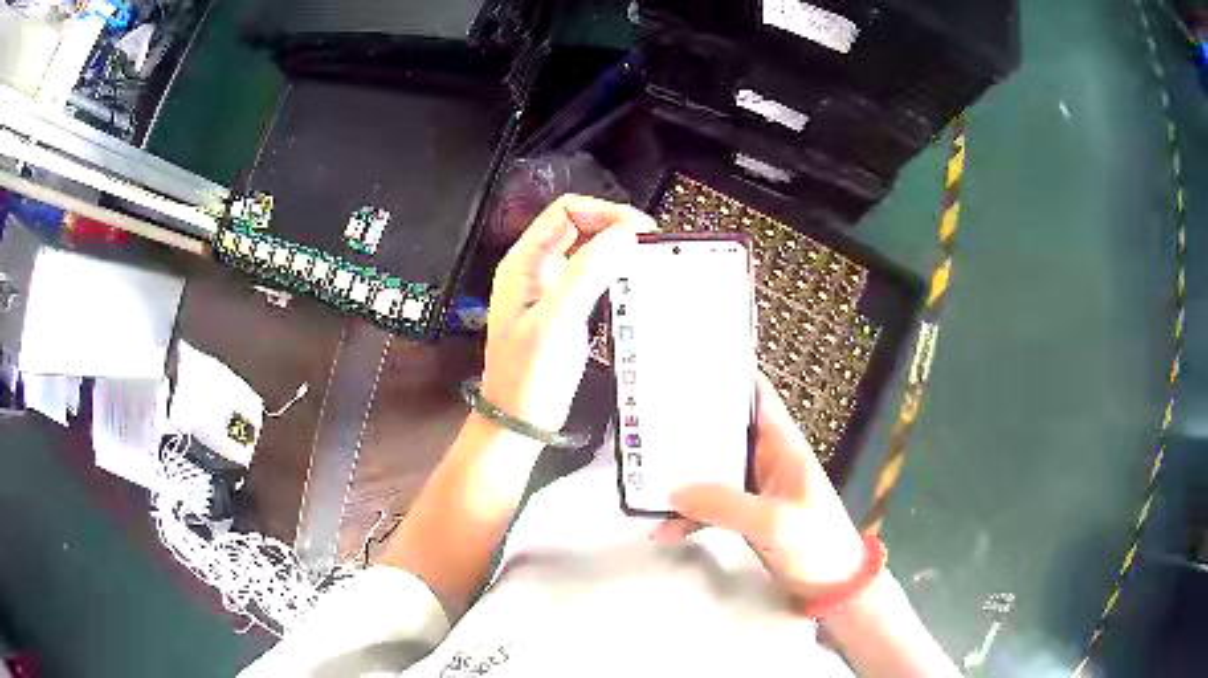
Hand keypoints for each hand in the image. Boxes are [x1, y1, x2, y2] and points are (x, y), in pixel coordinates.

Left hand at [482, 195, 652, 431]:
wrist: (519, 422)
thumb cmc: (529, 376)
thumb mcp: (555, 323)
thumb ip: (585, 275)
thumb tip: (623, 235)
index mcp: (524, 262)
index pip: (567, 212)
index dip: (604, 213)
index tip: (640, 232)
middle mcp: (536, 269)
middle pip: (579, 227)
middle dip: (614, 229)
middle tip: (649, 247)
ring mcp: (550, 289)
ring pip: (587, 252)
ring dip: (616, 251)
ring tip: (646, 262)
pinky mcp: (564, 310)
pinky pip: (592, 279)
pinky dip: (614, 275)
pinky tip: (633, 286)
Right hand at [654, 372, 864, 603]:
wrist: (829, 587)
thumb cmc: (817, 543)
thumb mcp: (775, 522)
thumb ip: (726, 504)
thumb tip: (673, 490)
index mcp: (783, 445)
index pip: (757, 396)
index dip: (729, 376)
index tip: (689, 364)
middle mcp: (766, 459)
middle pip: (725, 430)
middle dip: (691, 424)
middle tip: (648, 416)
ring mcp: (754, 489)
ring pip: (712, 469)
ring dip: (683, 474)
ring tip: (644, 474)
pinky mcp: (744, 516)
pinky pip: (709, 507)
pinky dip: (688, 515)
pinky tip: (664, 529)